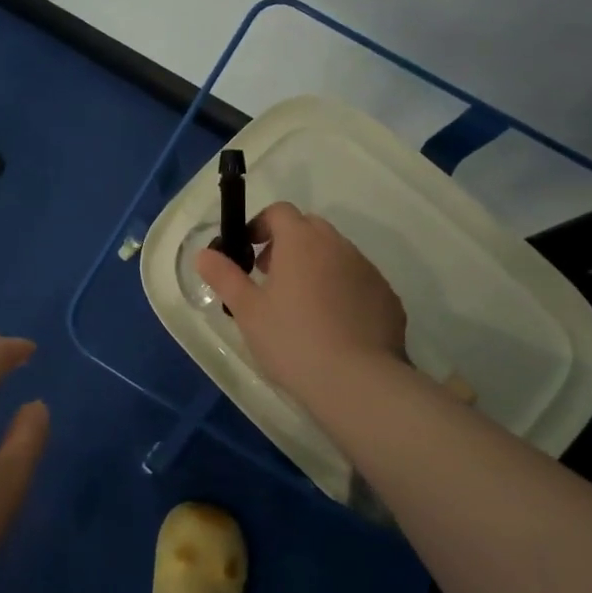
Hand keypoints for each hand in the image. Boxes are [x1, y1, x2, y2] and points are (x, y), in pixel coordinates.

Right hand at [197, 202, 409, 404]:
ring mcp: (368, 270)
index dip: (261, 225)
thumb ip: (224, 277)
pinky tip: (334, 326)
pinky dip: (343, 291)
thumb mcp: (247, 311)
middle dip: (288, 244)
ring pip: (337, 255)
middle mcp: (338, 245)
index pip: (280, 212)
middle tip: (271, 278)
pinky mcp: (387, 297)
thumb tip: (203, 254)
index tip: (249, 251)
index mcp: (301, 241)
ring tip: (302, 306)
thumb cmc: (292, 340)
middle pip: (310, 228)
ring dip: (317, 266)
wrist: (357, 381)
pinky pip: (359, 282)